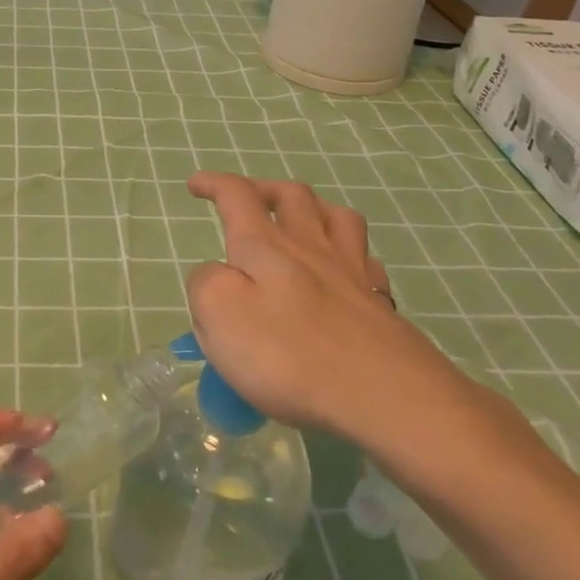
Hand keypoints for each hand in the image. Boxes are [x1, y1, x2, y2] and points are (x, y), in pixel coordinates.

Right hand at [185, 171, 505, 481]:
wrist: (384, 395)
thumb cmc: (288, 354)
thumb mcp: (219, 313)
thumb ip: (206, 283)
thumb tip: (216, 273)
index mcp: (265, 245)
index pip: (237, 196)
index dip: (214, 184)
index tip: (195, 184)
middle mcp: (310, 246)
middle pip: (291, 195)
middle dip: (264, 188)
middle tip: (247, 201)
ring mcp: (351, 272)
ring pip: (336, 217)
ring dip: (312, 208)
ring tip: (298, 221)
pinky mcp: (379, 303)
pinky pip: (365, 258)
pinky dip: (349, 251)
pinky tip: (344, 267)